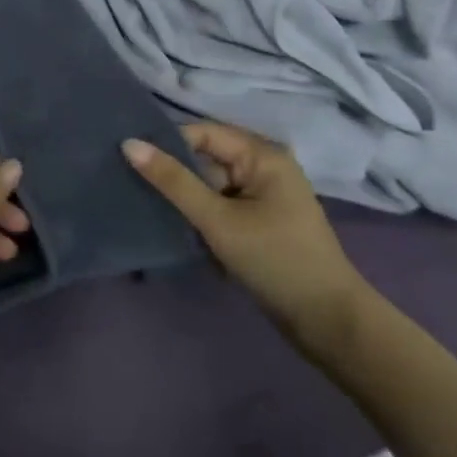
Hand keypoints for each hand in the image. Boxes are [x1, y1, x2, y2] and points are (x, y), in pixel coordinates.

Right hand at [122, 123, 370, 353]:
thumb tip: (128, 143)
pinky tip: (177, 226)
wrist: (329, 323)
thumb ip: (172, 181)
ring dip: (185, 197)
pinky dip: (200, 213)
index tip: (128, 159)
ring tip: (148, 205)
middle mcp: (264, 166)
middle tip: (132, 184)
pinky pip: (220, 204)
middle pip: (205, 157)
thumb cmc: (275, 261)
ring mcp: (263, 194)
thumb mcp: (217, 220)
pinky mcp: (260, 220)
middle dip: (174, 172)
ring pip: (209, 183)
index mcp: (262, 154)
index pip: (201, 133)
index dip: (166, 143)